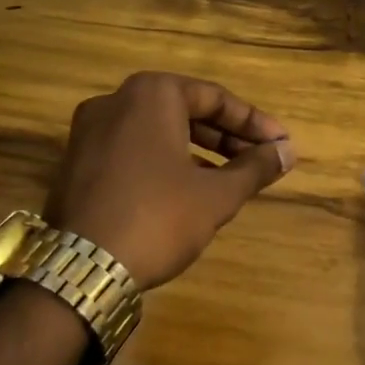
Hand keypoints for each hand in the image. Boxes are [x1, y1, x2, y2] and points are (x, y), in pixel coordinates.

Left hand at [45, 72, 293, 289]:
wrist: (82, 270)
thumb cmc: (158, 218)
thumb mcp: (217, 195)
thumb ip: (255, 167)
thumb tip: (288, 151)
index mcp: (151, 94)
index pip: (215, 98)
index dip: (254, 123)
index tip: (281, 145)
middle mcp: (115, 101)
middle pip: (185, 111)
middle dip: (226, 137)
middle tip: (259, 160)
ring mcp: (89, 131)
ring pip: (158, 131)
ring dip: (198, 151)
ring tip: (230, 178)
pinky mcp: (77, 161)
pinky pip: (133, 149)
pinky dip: (165, 161)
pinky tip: (187, 190)